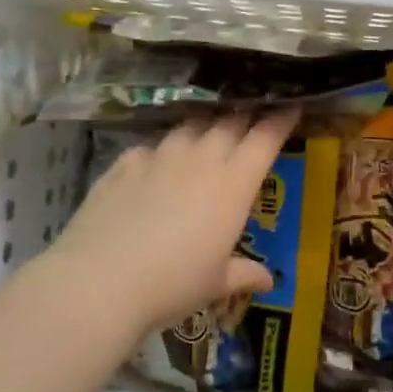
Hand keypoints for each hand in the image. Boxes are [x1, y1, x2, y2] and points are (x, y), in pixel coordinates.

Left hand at [48, 111, 296, 337]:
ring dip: (204, 127)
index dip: (280, 120)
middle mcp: (199, 161)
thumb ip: (244, 273)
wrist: (100, 282)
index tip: (292, 106)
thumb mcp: (216, 284)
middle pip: (229, 124)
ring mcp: (158, 159)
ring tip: (207, 134)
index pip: (264, 139)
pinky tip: (156, 163)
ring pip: (189, 128)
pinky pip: (150, 147)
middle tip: (253, 116)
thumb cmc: (172, 284)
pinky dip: (161, 150)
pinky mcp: (123, 165)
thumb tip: (269, 280)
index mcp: (232, 186)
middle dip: (245, 116)